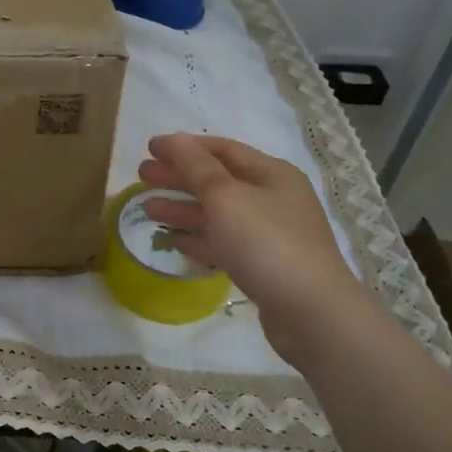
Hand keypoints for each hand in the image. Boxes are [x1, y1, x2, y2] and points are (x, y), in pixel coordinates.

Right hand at [139, 133, 366, 364]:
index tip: (150, 148)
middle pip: (217, 181)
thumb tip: (174, 139)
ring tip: (147, 210)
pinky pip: (223, 243)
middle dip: (178, 177)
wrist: (310, 312)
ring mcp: (268, 234)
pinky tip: (173, 241)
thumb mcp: (226, 197)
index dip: (184, 147)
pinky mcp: (262, 265)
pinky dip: (197, 238)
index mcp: (271, 174)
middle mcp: (272, 199)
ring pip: (217, 214)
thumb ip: (196, 167)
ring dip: (182, 209)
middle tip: (141, 177)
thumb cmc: (266, 243)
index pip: (222, 150)